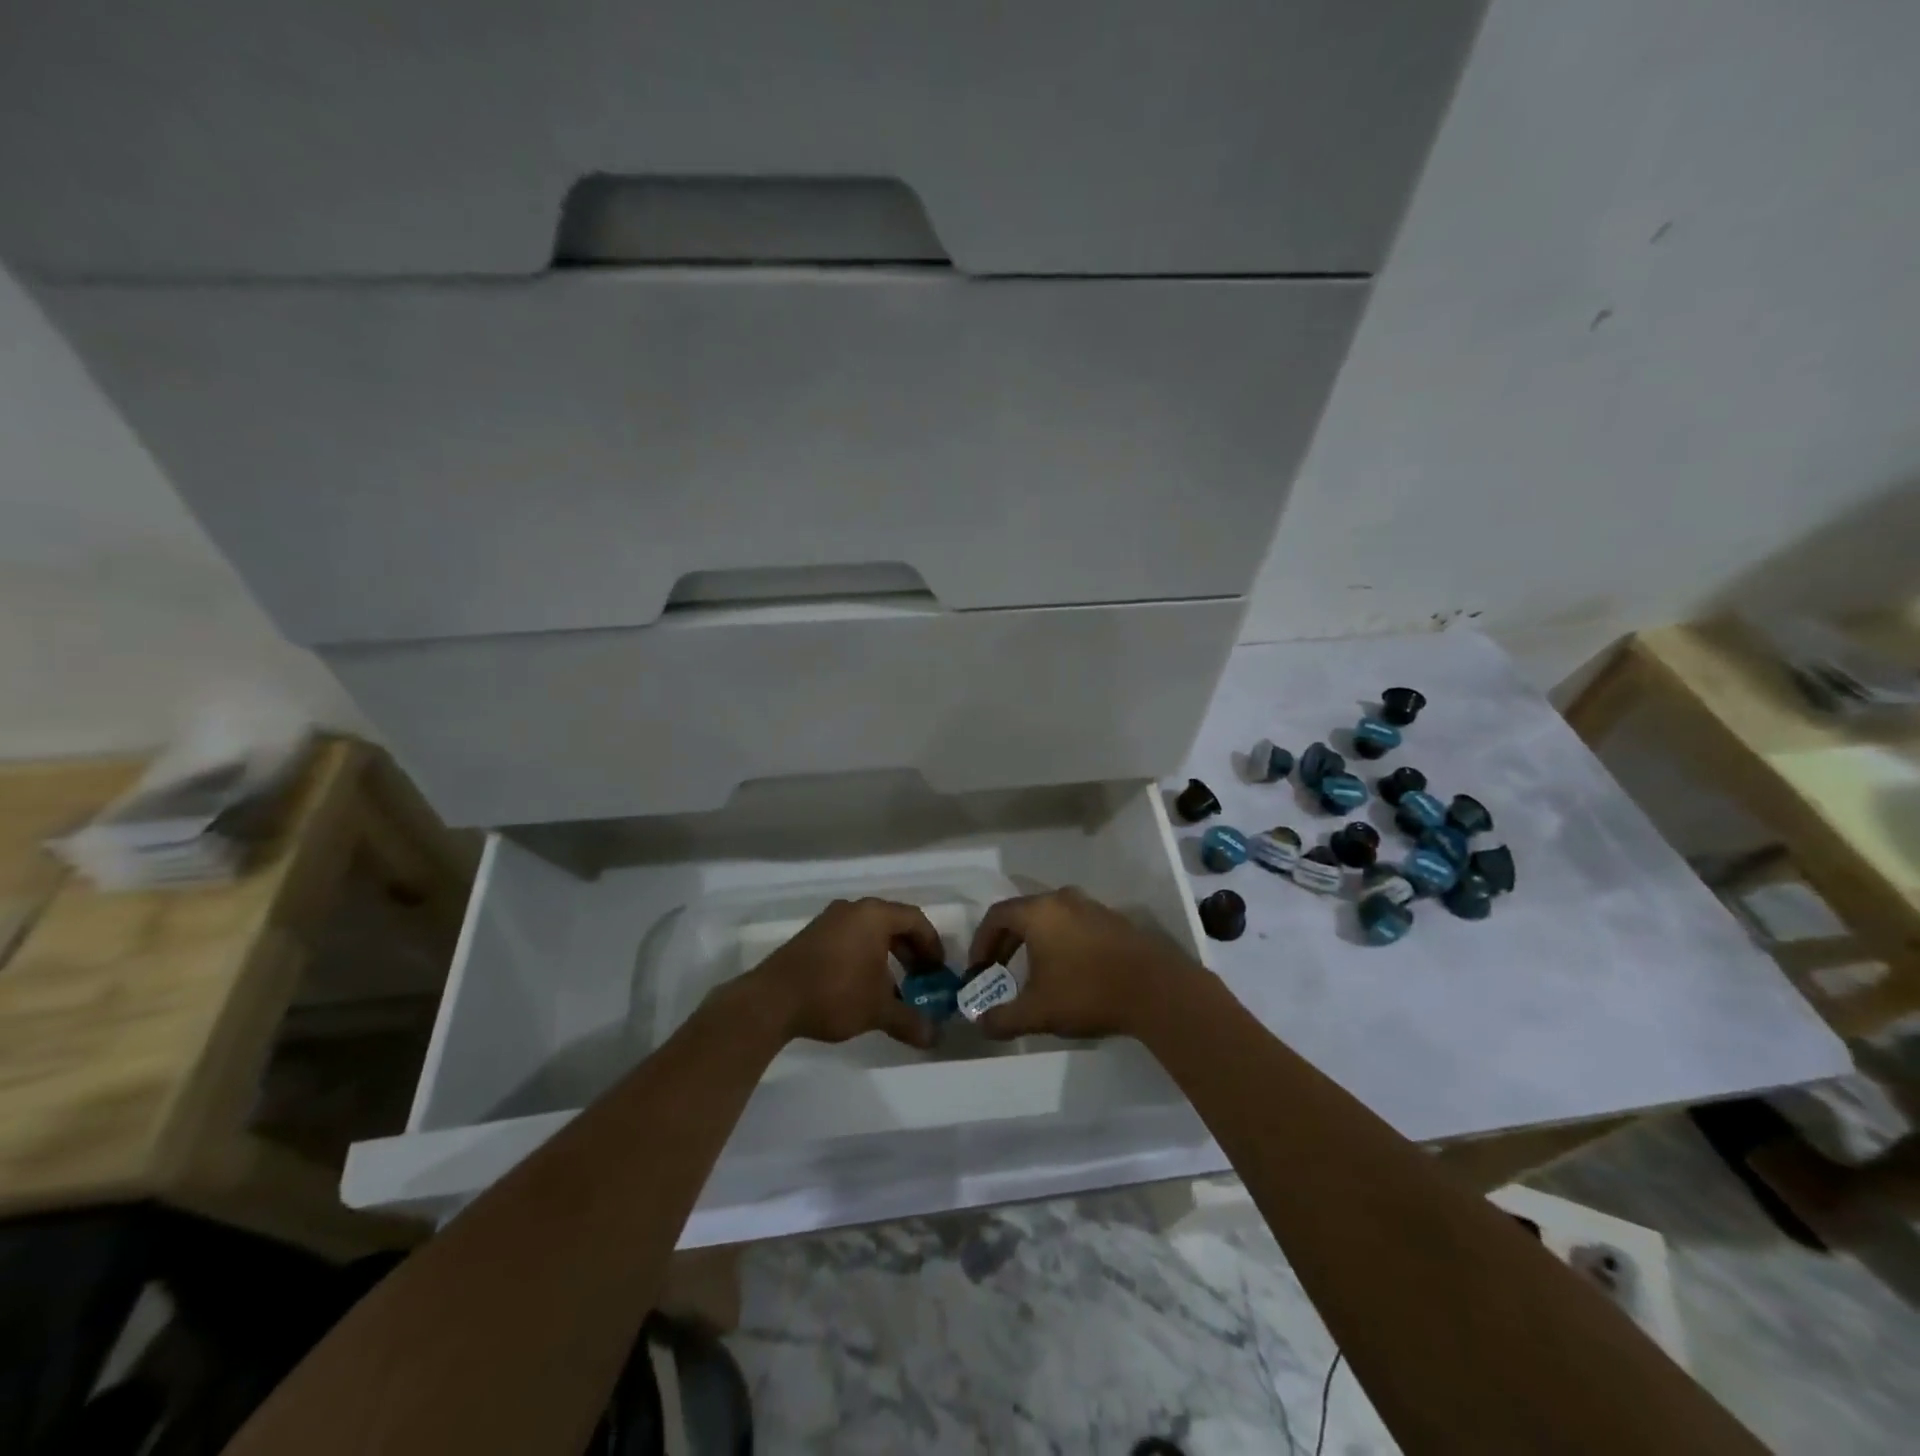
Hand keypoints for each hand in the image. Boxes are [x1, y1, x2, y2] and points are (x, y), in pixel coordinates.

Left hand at [742, 897, 942, 1049]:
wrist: (772, 1000)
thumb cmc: (835, 993)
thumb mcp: (878, 1010)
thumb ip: (909, 1020)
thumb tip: (934, 1037)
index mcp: (874, 915)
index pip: (915, 920)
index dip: (932, 945)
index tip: (938, 971)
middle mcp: (853, 909)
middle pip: (893, 923)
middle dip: (911, 951)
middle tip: (920, 978)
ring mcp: (829, 920)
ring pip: (869, 931)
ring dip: (887, 955)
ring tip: (893, 987)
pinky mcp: (811, 936)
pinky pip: (849, 938)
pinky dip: (864, 956)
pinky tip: (862, 986)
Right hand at [966, 887, 1194, 1040]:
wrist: (1157, 990)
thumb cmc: (1087, 992)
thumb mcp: (1037, 1012)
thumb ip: (1003, 1018)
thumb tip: (981, 1024)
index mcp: (1038, 912)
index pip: (996, 916)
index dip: (981, 942)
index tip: (978, 970)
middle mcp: (1062, 899)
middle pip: (1023, 913)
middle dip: (1005, 943)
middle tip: (998, 971)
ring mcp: (1092, 906)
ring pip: (1051, 918)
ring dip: (1034, 942)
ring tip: (1032, 972)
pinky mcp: (1114, 920)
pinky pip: (1075, 924)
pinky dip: (1061, 942)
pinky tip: (1068, 971)